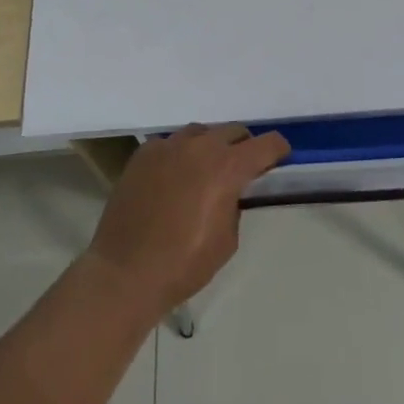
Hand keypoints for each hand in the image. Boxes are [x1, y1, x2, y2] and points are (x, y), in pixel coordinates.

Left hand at [84, 123, 289, 318]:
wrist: (125, 272)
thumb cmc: (184, 263)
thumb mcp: (228, 239)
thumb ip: (235, 204)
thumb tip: (230, 192)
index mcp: (227, 167)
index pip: (266, 143)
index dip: (278, 151)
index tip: (278, 161)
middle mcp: (200, 147)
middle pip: (234, 131)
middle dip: (244, 147)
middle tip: (242, 171)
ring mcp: (168, 146)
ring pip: (201, 133)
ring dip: (211, 147)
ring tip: (205, 171)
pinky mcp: (143, 154)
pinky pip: (171, 144)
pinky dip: (180, 155)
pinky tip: (174, 177)